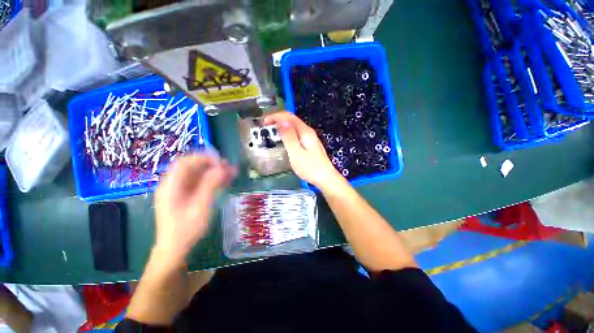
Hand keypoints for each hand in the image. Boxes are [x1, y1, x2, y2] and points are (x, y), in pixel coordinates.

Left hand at [154, 154, 235, 262]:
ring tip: (231, 173)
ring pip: (198, 175)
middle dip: (212, 165)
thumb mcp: (200, 206)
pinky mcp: (186, 196)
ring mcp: (180, 191)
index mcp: (171, 185)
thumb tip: (222, 167)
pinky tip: (225, 182)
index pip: (186, 162)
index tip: (221, 162)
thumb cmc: (186, 229)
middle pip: (193, 167)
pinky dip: (212, 180)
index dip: (204, 158)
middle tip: (230, 168)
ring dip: (214, 172)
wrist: (175, 249)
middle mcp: (174, 184)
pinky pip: (200, 183)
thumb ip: (210, 185)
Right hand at [264, 111, 342, 189]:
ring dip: (281, 127)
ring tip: (271, 132)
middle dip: (277, 120)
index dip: (275, 116)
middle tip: (265, 127)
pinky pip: (295, 134)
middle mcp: (308, 132)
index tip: (264, 122)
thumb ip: (289, 137)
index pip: (288, 116)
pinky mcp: (309, 145)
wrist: (325, 178)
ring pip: (293, 127)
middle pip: (291, 120)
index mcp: (305, 132)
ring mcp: (309, 138)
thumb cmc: (310, 167)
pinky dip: (286, 134)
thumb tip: (281, 121)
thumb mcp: (296, 153)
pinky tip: (282, 140)